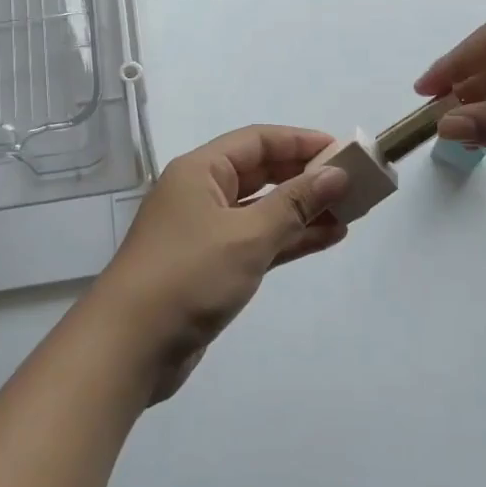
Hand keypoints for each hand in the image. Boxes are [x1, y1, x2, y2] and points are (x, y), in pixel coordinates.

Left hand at [91, 126, 350, 400]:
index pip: (258, 141)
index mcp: (200, 171)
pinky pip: (258, 240)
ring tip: (350, 211)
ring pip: (262, 209)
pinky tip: (326, 237)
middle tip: (353, 182)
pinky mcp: (212, 266)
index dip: (301, 142)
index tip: (343, 150)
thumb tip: (336, 174)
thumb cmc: (189, 276)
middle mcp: (201, 193)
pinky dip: (289, 238)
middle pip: (261, 172)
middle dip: (306, 176)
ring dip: (303, 209)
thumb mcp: (247, 235)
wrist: (131, 345)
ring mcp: (206, 231)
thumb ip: (294, 203)